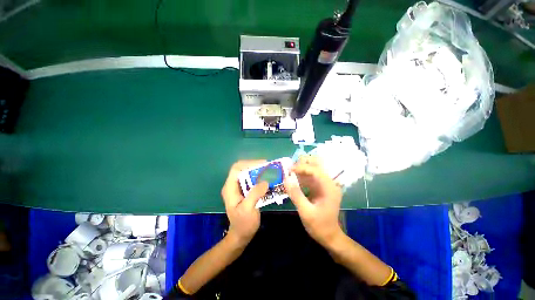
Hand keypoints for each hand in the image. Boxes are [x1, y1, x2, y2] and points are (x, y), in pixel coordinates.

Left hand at [221, 160, 268, 244]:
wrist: (241, 235)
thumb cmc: (243, 224)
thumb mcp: (248, 209)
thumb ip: (255, 194)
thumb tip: (265, 181)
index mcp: (230, 188)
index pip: (237, 168)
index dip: (249, 164)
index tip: (262, 165)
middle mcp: (233, 185)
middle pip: (243, 169)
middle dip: (256, 167)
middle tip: (269, 168)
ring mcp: (239, 188)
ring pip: (248, 174)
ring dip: (259, 172)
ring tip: (270, 172)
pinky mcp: (245, 191)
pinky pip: (252, 181)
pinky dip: (260, 179)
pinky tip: (268, 181)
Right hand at [284, 156, 343, 246]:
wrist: (329, 236)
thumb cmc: (319, 226)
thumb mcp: (306, 212)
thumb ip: (296, 194)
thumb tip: (285, 179)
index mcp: (329, 187)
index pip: (315, 170)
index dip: (302, 167)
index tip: (289, 170)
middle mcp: (328, 182)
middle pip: (316, 165)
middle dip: (303, 163)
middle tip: (290, 168)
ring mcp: (324, 184)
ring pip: (312, 168)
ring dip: (301, 168)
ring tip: (289, 172)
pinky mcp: (320, 187)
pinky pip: (310, 176)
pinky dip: (301, 175)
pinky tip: (293, 179)